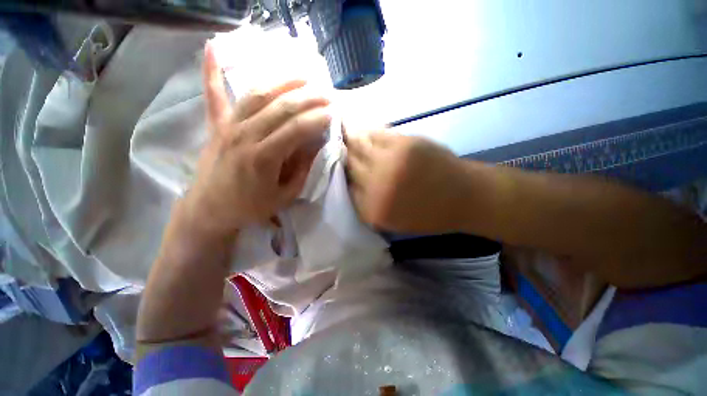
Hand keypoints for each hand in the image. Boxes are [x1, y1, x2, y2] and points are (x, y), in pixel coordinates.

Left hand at [184, 43, 330, 235]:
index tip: (333, 113)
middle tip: (327, 93)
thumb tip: (316, 144)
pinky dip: (212, 69)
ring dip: (282, 81)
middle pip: (281, 107)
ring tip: (303, 75)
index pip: (297, 129)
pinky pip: (213, 93)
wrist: (210, 209)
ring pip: (257, 95)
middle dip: (308, 98)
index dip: (317, 119)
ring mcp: (228, 126)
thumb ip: (302, 169)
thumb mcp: (285, 195)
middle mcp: (245, 136)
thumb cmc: (251, 206)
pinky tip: (213, 46)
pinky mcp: (216, 124)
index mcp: (264, 158)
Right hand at [346, 131, 471, 233]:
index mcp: (372, 209)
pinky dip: (367, 131)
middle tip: (335, 145)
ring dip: (349, 139)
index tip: (337, 165)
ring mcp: (389, 163)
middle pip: (347, 164)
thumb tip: (350, 179)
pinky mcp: (403, 144)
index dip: (340, 174)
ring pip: (357, 146)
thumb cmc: (428, 213)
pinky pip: (375, 134)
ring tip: (343, 132)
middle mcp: (375, 186)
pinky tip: (362, 129)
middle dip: (340, 154)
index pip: (345, 187)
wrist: (464, 198)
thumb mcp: (393, 219)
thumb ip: (368, 202)